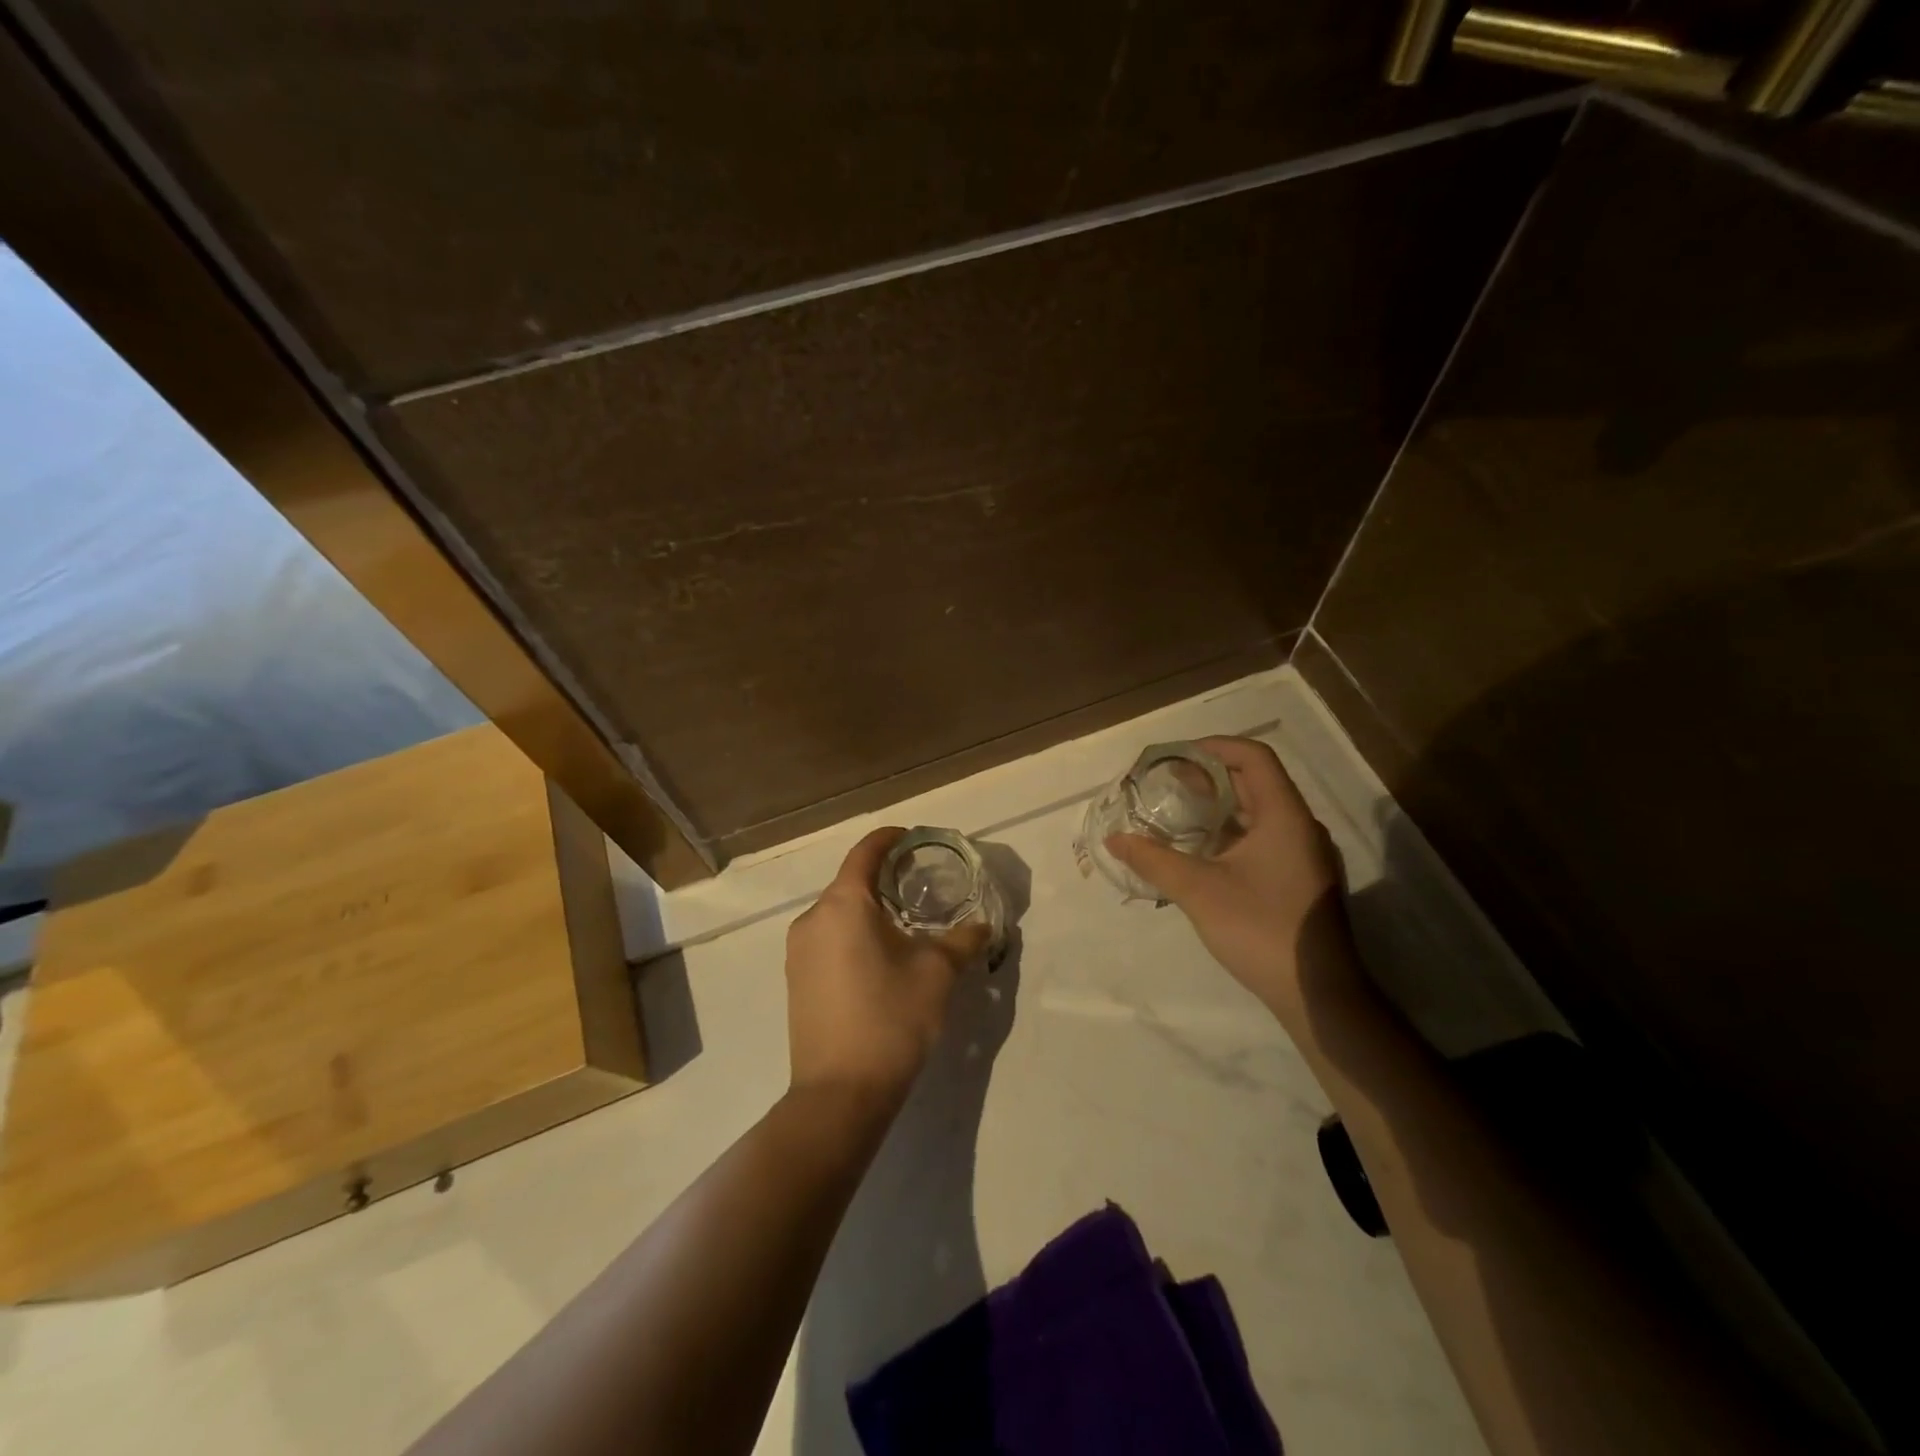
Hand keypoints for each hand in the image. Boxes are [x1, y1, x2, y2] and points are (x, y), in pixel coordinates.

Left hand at [785, 827, 990, 1108]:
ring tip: (906, 926)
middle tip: (923, 888)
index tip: (916, 840)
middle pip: (851, 882)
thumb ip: (962, 940)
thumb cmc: (890, 1018)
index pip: (865, 852)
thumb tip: (982, 926)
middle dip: (885, 879)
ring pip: (839, 913)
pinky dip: (854, 935)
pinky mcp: (796, 981)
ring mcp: (798, 952)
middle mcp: (812, 919)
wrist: (839, 1094)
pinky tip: (880, 960)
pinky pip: (828, 940)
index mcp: (843, 904)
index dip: (892, 839)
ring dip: (870, 911)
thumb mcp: (937, 973)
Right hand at [1107, 736, 1359, 1026]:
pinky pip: (1265, 840)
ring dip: (1220, 808)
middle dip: (1210, 778)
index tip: (1176, 756)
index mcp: (1285, 816)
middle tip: (1168, 783)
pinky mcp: (1302, 882)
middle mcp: (1301, 828)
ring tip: (1178, 814)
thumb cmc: (1261, 929)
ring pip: (1260, 815)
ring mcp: (1305, 857)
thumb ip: (1153, 860)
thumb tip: (1114, 838)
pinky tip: (1203, 855)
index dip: (1214, 747)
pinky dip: (1232, 835)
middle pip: (1256, 783)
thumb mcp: (1198, 890)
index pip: (1254, 757)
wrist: (1318, 994)